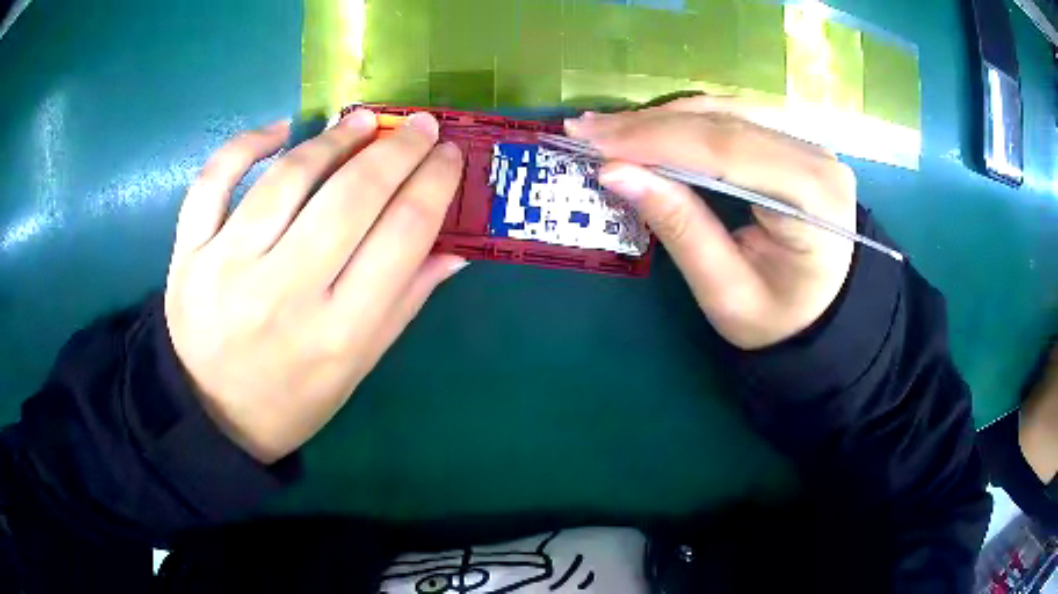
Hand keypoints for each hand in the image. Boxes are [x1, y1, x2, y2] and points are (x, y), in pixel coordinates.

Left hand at [165, 111, 465, 463]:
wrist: (212, 417)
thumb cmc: (292, 401)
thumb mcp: (357, 368)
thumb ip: (404, 303)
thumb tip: (454, 247)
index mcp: (339, 332)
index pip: (403, 234)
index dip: (434, 183)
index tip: (448, 154)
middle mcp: (285, 293)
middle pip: (352, 196)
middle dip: (397, 149)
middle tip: (417, 125)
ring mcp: (227, 268)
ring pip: (288, 178)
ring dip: (333, 139)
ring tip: (361, 121)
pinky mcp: (189, 254)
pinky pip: (213, 181)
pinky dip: (246, 144)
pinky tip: (278, 131)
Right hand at [566, 96, 855, 349]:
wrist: (822, 313)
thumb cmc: (779, 318)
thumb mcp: (726, 291)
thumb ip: (679, 227)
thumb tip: (615, 172)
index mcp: (813, 198)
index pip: (727, 150)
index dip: (656, 139)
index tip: (594, 141)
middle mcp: (816, 156)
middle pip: (724, 123)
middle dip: (650, 124)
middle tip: (585, 128)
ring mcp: (807, 143)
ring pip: (726, 112)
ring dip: (663, 118)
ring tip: (608, 128)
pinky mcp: (793, 141)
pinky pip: (734, 118)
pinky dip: (686, 121)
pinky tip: (650, 127)